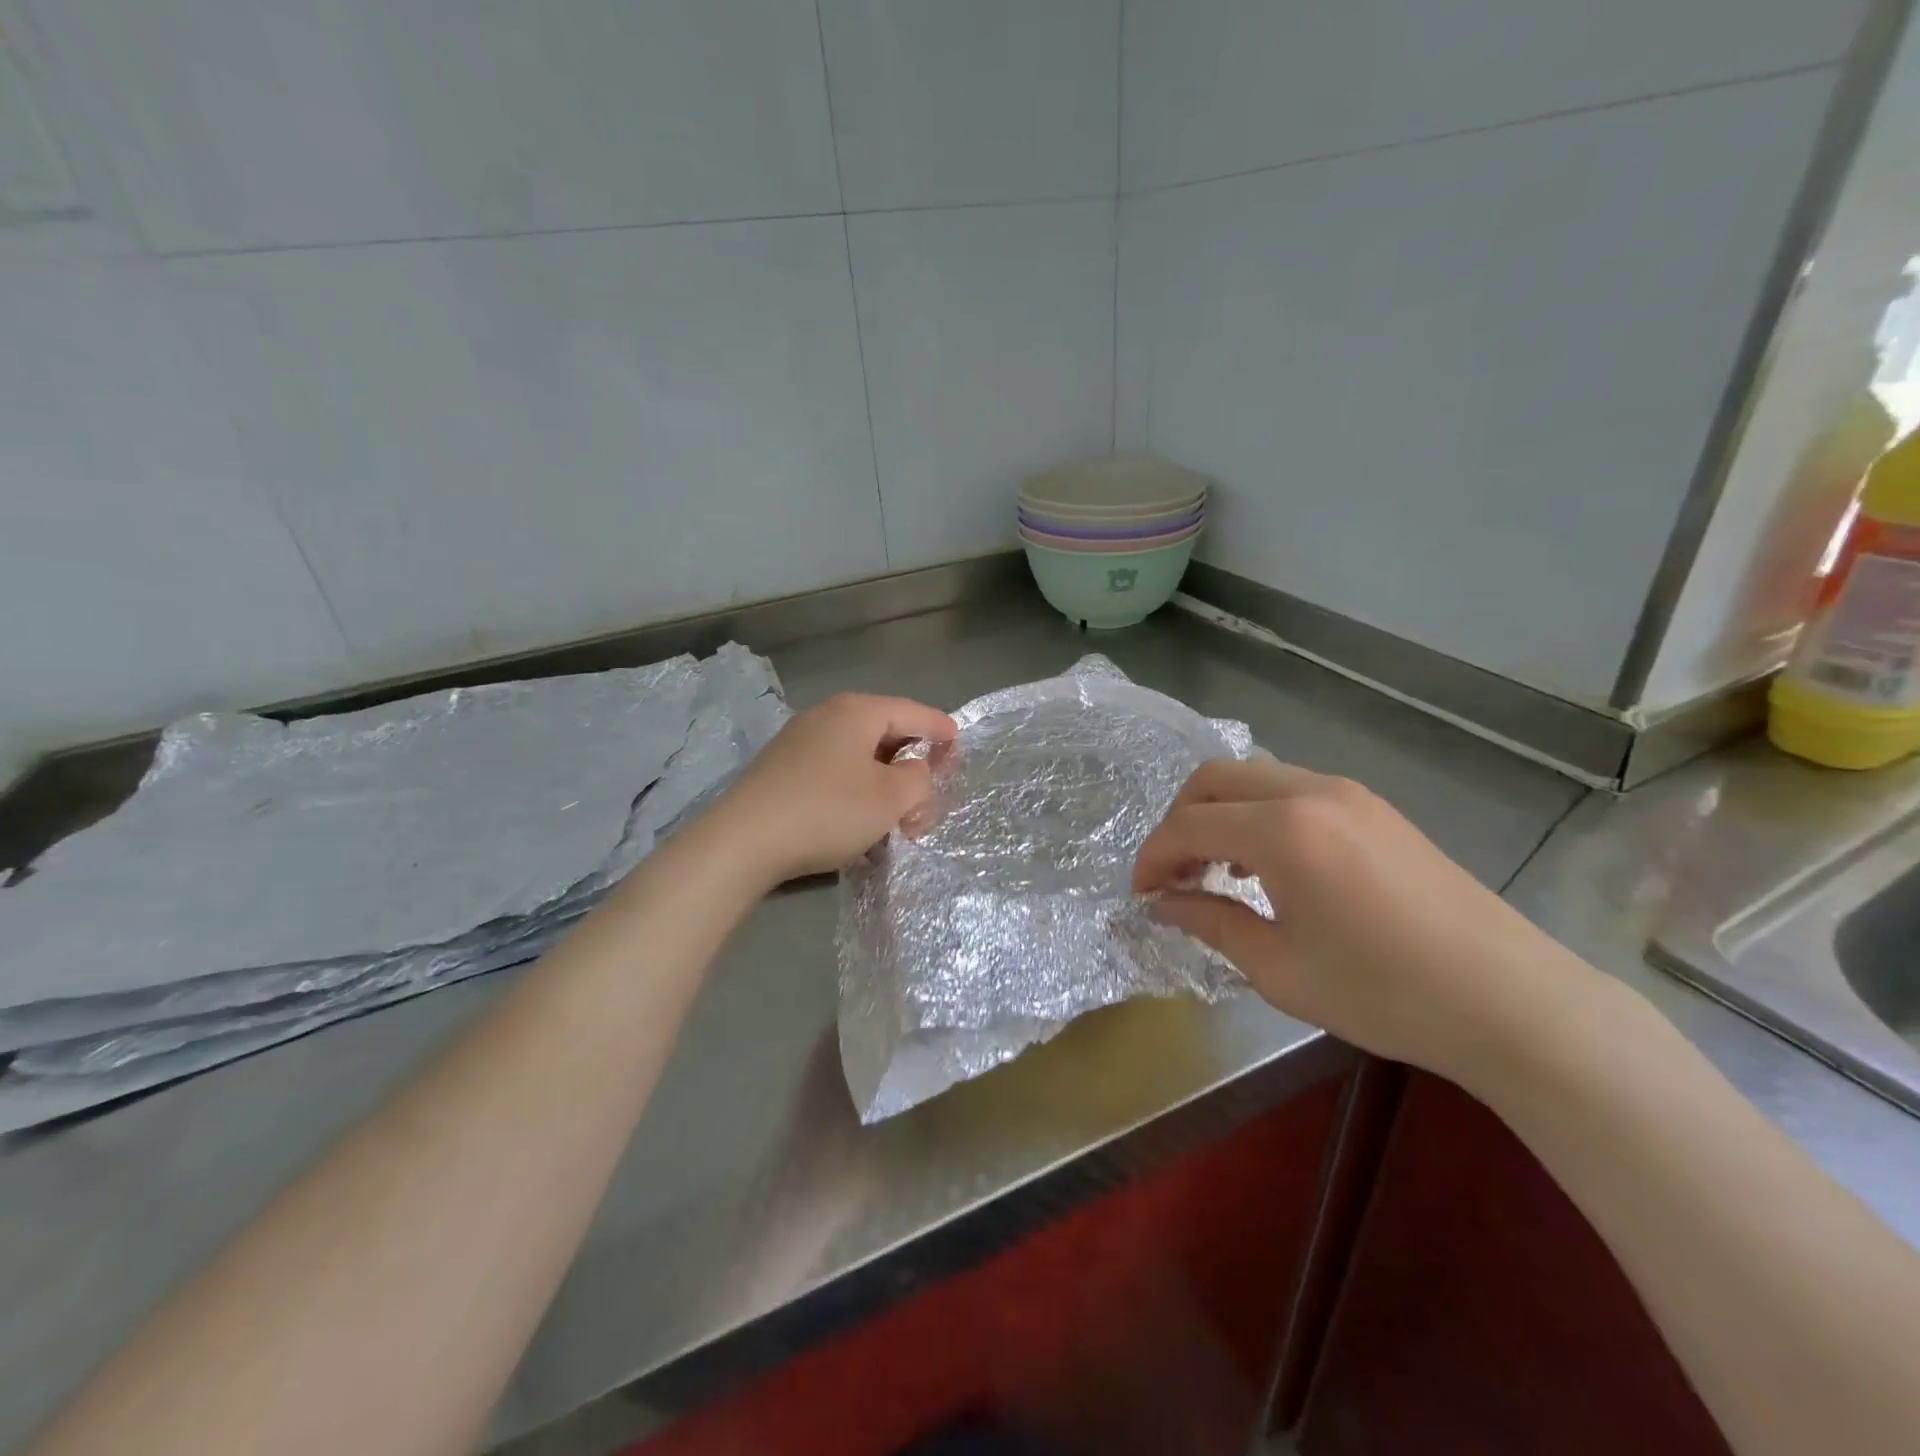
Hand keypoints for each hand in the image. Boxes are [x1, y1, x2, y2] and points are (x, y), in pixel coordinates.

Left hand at [710, 692, 957, 887]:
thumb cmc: (828, 811)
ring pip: (860, 755)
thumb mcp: (891, 798)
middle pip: (887, 733)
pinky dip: (857, 788)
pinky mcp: (782, 768)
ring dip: (885, 782)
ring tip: (896, 816)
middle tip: (927, 797)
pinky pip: (835, 769)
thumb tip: (915, 770)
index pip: (915, 713)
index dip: (943, 732)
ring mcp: (800, 740)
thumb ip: (919, 778)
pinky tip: (858, 817)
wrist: (743, 841)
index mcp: (858, 711)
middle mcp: (827, 715)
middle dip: (913, 765)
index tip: (960, 750)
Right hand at [1133, 757, 1597, 1084]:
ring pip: (1252, 777)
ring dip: (1219, 814)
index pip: (1188, 825)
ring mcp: (1347, 792)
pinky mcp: (1373, 805)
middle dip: (1179, 823)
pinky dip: (1259, 813)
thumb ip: (1210, 923)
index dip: (1152, 858)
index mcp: (1283, 830)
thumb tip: (1163, 905)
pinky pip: (1291, 788)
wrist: (1510, 1000)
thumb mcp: (1279, 968)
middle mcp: (1310, 791)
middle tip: (1174, 877)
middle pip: (1213, 779)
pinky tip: (1269, 864)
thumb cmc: (1384, 993)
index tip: (1142, 896)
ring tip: (1218, 871)